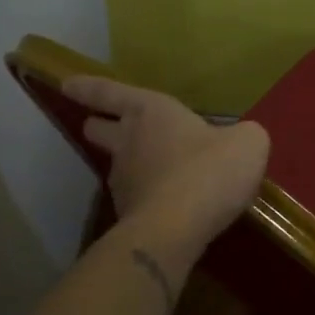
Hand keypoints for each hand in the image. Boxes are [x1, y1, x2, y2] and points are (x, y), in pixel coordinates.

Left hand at [63, 76, 269, 247]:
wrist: (178, 230)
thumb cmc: (209, 171)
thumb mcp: (247, 143)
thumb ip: (244, 135)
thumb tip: (242, 140)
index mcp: (150, 112)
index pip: (110, 92)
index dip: (88, 87)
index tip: (66, 84)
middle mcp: (128, 142)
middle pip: (99, 129)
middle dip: (100, 125)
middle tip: (108, 126)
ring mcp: (124, 181)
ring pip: (117, 165)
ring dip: (132, 165)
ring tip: (160, 171)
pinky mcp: (129, 215)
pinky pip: (138, 197)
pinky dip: (150, 196)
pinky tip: (173, 204)